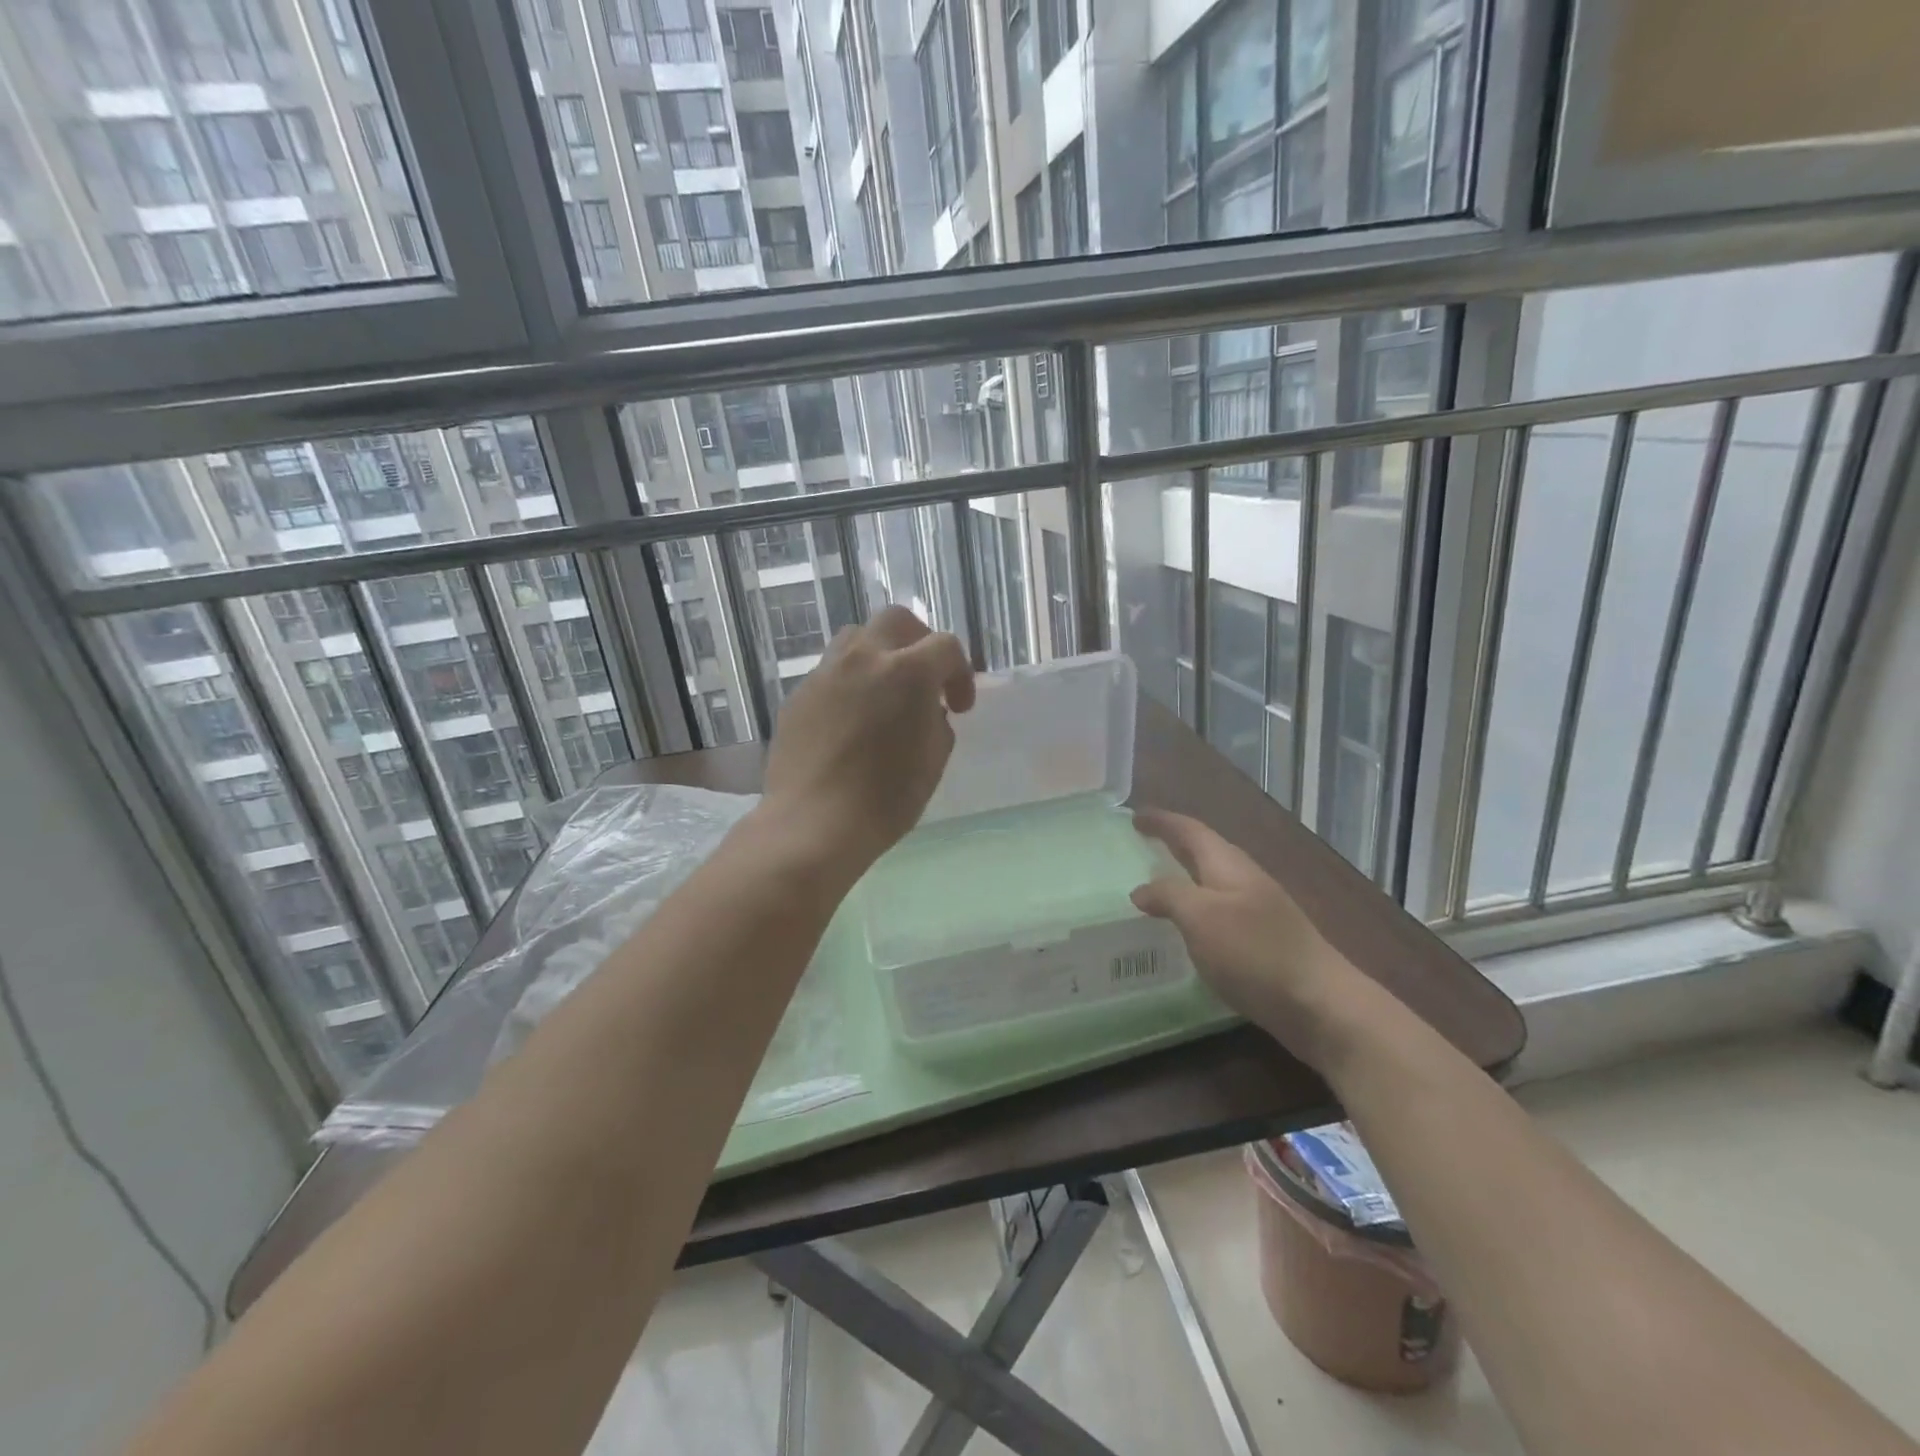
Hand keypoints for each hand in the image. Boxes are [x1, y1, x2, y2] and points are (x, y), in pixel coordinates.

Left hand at [761, 606, 973, 874]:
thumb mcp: (932, 761)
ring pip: (856, 638)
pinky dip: (850, 682)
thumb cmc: (885, 798)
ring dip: (879, 655)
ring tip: (884, 692)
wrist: (813, 823)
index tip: (959, 707)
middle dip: (919, 642)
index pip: (946, 646)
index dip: (961, 673)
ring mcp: (826, 673)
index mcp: (908, 672)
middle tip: (924, 679)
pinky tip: (851, 720)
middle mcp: (864, 658)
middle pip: (897, 621)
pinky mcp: (799, 694)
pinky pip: (831, 672)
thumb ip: (936, 721)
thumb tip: (926, 710)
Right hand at [1132, 809, 1371, 1070]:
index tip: (1134, 816)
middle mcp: (1245, 879)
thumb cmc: (1255, 953)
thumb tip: (1141, 890)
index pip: (1190, 831)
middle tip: (1143, 843)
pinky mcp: (1264, 940)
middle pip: (1204, 851)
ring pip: (1213, 881)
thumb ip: (1169, 896)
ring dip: (1185, 875)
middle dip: (1174, 843)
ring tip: (1158, 882)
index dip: (1162, 822)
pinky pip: (1220, 910)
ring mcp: (1258, 910)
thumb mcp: (1201, 918)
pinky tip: (1189, 926)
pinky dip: (1197, 906)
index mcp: (1228, 866)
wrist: (1320, 1004)